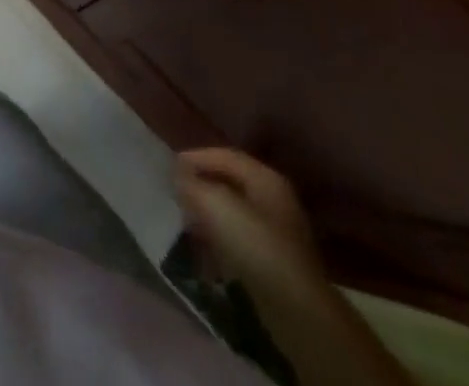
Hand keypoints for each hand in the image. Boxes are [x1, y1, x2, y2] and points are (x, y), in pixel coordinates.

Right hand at [174, 148, 323, 294]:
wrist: (298, 313)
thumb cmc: (257, 247)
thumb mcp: (216, 205)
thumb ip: (192, 184)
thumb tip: (178, 176)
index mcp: (265, 178)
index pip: (224, 155)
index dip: (195, 157)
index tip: (170, 167)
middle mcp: (275, 200)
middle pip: (230, 183)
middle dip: (201, 186)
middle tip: (176, 193)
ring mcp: (278, 233)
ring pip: (234, 212)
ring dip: (209, 214)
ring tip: (186, 222)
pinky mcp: (276, 263)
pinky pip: (241, 239)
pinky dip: (220, 239)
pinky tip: (205, 251)